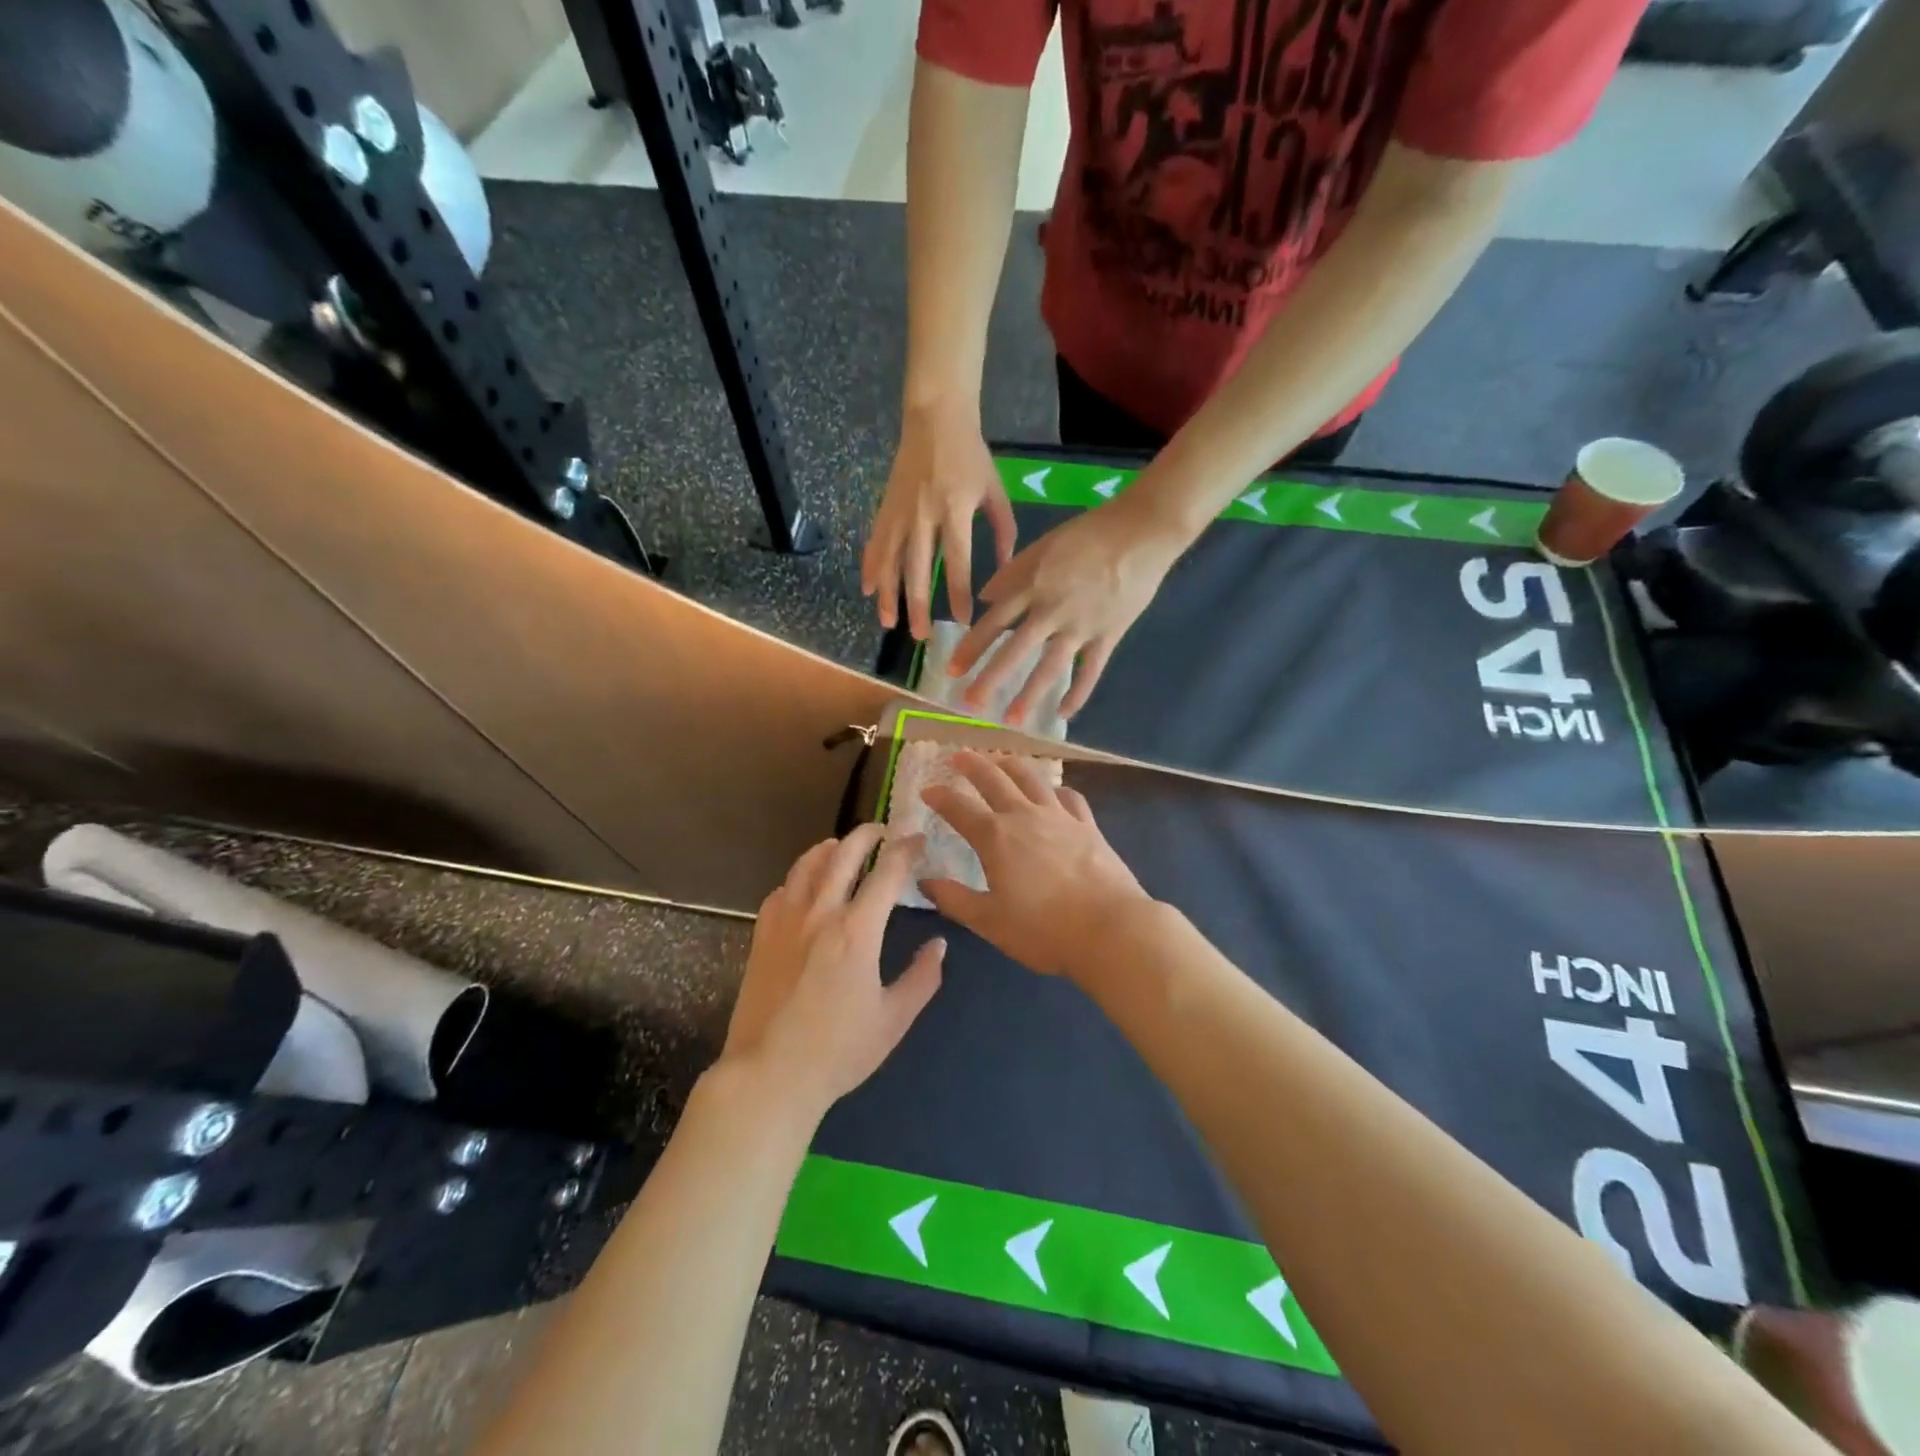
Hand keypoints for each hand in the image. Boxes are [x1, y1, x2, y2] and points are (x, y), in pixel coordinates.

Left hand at [722, 824, 944, 1114]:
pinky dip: (800, 877)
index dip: (906, 850)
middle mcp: (820, 913)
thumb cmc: (838, 1051)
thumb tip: (939, 944)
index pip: (887, 872)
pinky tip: (806, 887)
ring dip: (831, 848)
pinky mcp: (762, 935)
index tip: (918, 840)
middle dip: (868, 834)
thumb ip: (922, 977)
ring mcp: (786, 921)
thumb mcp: (894, 1019)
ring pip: (807, 864)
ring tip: (843, 847)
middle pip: (844, 853)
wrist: (769, 1075)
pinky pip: (782, 889)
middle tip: (884, 832)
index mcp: (857, 930)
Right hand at [863, 400, 1016, 638]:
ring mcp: (900, 512)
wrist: (934, 417)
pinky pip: (875, 543)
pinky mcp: (885, 507)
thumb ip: (1003, 530)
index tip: (962, 620)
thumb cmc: (971, 455)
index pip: (956, 561)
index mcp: (954, 509)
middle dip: (918, 606)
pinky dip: (870, 567)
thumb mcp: (995, 490)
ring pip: (890, 561)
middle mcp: (924, 515)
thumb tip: (1004, 570)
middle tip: (920, 636)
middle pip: (917, 569)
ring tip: (888, 623)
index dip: (958, 593)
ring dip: (888, 595)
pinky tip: (867, 590)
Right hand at [920, 753, 1150, 979]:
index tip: (927, 790)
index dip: (940, 797)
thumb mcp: (989, 922)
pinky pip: (1068, 796)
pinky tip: (1053, 791)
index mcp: (995, 837)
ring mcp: (1060, 816)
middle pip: (994, 779)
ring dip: (1010, 764)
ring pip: (1031, 778)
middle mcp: (1024, 816)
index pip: (959, 808)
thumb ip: (954, 899)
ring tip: (1000, 759)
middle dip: (972, 765)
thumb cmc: (1043, 930)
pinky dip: (1054, 788)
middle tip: (957, 756)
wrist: (1110, 928)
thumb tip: (924, 881)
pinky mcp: (1087, 825)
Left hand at [950, 499, 1182, 723]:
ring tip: (1013, 719)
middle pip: (1015, 649)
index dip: (972, 648)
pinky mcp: (1109, 635)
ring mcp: (1081, 625)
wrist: (1143, 532)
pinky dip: (1078, 693)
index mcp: (1034, 585)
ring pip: (1050, 666)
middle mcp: (1052, 610)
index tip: (952, 671)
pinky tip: (1064, 714)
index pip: (994, 622)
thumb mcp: (1044, 544)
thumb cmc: (1091, 533)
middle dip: (990, 679)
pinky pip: (1091, 670)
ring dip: (1030, 694)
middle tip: (970, 704)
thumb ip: (1014, 572)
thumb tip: (984, 598)